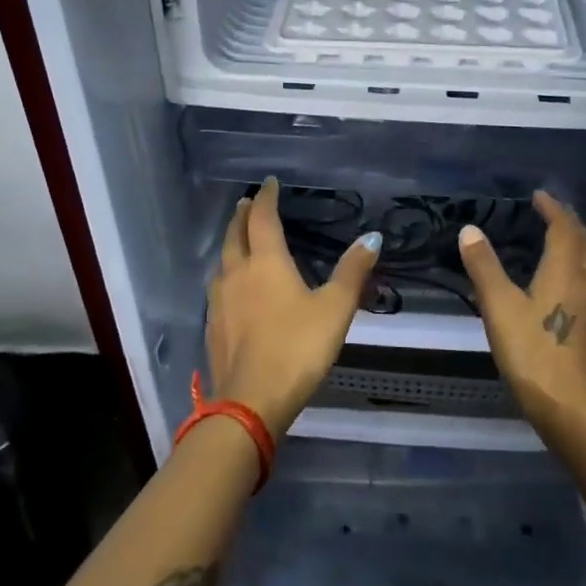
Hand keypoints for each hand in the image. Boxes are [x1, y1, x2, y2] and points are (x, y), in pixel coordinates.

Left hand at [205, 178, 381, 437]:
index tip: (270, 183)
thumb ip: (353, 272)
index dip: (267, 198)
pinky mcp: (213, 326)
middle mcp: (237, 274)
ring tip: (239, 239)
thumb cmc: (298, 348)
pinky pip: (218, 287)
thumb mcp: (335, 309)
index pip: (263, 218)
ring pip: (222, 261)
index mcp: (266, 262)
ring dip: (231, 243)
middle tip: (249, 203)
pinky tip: (233, 288)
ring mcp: (220, 301)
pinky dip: (227, 274)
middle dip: (243, 216)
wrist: (251, 401)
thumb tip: (372, 237)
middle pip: (235, 235)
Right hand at [458, 191, 585, 428]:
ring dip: (580, 244)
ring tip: (564, 241)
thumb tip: (470, 229)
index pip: (564, 227)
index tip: (539, 196)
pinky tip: (575, 284)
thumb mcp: (499, 307)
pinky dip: (584, 268)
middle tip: (551, 213)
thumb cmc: (532, 352)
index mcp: (566, 269)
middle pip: (585, 241)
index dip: (552, 208)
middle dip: (569, 223)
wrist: (572, 407)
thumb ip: (485, 266)